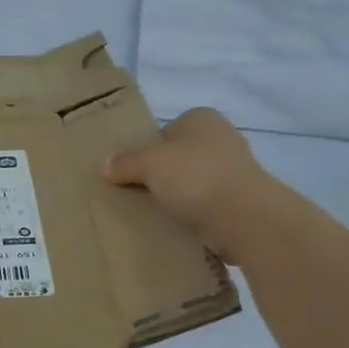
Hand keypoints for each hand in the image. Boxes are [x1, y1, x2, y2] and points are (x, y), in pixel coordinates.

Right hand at [102, 108, 276, 261]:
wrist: (244, 217)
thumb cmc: (195, 177)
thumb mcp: (149, 163)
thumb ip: (125, 162)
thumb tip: (104, 165)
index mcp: (202, 118)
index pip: (165, 132)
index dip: (146, 152)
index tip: (133, 175)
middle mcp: (223, 137)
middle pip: (180, 158)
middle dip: (163, 176)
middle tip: (140, 196)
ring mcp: (237, 170)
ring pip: (195, 183)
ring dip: (180, 198)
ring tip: (158, 216)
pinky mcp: (243, 201)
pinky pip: (209, 206)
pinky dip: (196, 216)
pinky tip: (181, 228)